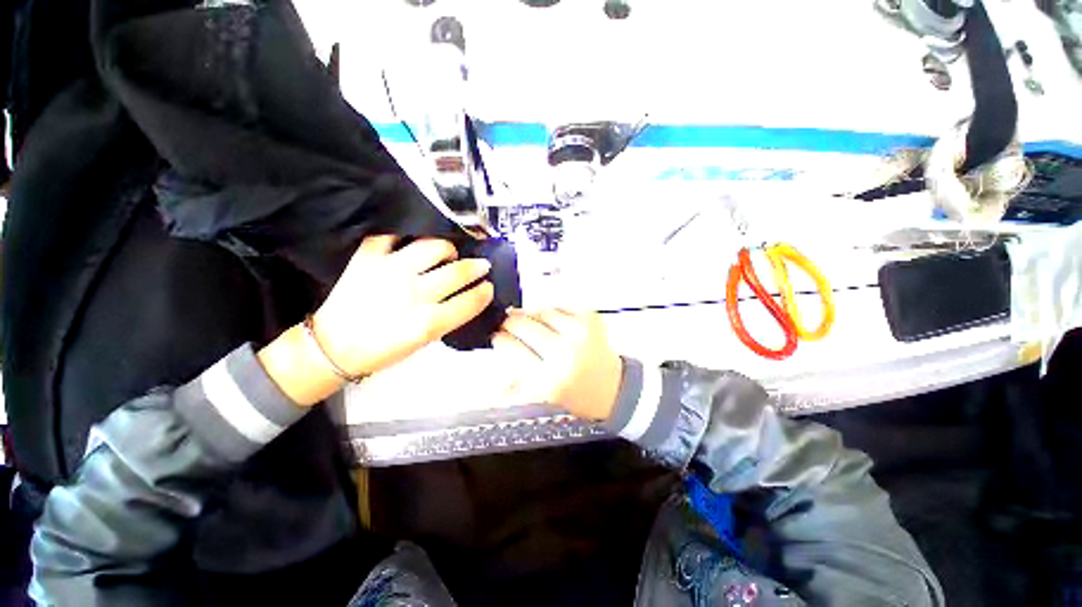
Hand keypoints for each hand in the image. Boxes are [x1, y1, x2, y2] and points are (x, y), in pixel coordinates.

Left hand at [314, 235, 493, 376]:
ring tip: (448, 254)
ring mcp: (390, 271)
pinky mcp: (368, 258)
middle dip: (477, 267)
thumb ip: (447, 318)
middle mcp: (413, 294)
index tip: (489, 287)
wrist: (333, 346)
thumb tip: (466, 298)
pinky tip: (413, 244)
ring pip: (433, 247)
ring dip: (447, 249)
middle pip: (458, 272)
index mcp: (427, 322)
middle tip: (481, 266)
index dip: (484, 292)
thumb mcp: (423, 342)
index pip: (470, 301)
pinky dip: (406, 237)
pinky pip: (393, 236)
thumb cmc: (382, 350)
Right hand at [493, 308, 622, 420]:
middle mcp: (564, 353)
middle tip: (509, 325)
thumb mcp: (543, 397)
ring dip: (532, 316)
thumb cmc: (577, 396)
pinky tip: (553, 324)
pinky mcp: (591, 319)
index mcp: (548, 379)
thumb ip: (516, 381)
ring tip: (534, 326)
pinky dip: (552, 313)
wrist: (614, 388)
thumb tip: (496, 359)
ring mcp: (580, 333)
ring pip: (540, 311)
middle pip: (522, 324)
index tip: (498, 336)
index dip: (500, 339)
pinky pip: (560, 307)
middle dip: (510, 323)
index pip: (511, 348)